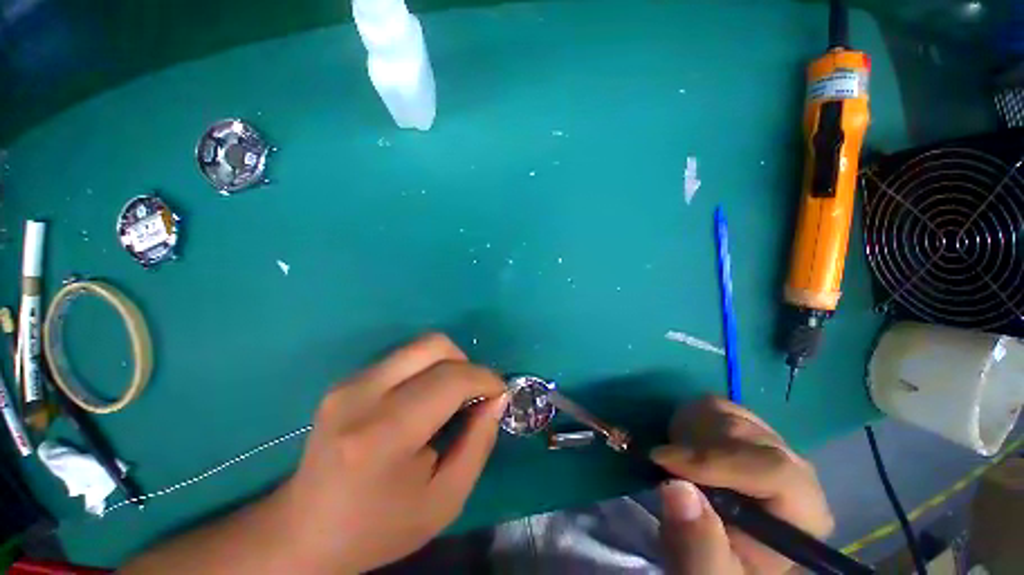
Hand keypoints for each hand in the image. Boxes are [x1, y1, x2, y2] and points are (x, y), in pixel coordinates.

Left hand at [276, 333, 507, 572]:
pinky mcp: (346, 380)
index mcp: (384, 433)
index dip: (485, 379)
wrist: (304, 532)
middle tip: (473, 394)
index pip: (450, 379)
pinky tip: (424, 399)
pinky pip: (403, 357)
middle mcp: (362, 394)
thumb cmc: (378, 527)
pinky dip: (427, 368)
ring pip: (419, 345)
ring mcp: (349, 382)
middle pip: (434, 345)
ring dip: (447, 364)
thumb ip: (479, 443)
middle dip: (467, 363)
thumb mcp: (445, 500)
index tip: (500, 393)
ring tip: (451, 397)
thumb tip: (497, 398)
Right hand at [650, 397, 833, 574]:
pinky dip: (690, 419)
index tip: (663, 461)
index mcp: (803, 512)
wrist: (729, 553)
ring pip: (727, 412)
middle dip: (695, 446)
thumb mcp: (708, 572)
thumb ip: (698, 545)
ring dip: (689, 432)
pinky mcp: (750, 431)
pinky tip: (686, 445)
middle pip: (745, 434)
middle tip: (665, 464)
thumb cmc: (723, 567)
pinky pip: (716, 405)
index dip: (714, 460)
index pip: (774, 469)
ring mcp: (773, 445)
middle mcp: (797, 471)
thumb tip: (676, 488)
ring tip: (676, 460)